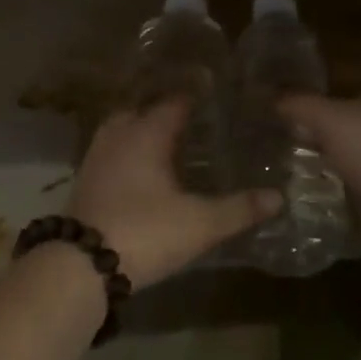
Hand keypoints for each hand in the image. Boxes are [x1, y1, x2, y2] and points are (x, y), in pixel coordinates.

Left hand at [66, 99, 281, 287]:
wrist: (82, 265)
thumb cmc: (145, 232)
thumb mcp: (200, 224)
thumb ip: (239, 209)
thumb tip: (279, 197)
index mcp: (146, 134)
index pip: (173, 104)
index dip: (193, 98)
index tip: (213, 95)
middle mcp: (117, 137)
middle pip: (140, 111)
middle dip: (162, 112)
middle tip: (189, 118)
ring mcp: (95, 158)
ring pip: (120, 131)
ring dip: (140, 131)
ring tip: (165, 142)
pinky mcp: (84, 181)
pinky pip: (109, 153)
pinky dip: (126, 154)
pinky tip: (140, 172)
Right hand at [279, 86, 360, 252]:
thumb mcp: (329, 117)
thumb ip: (297, 102)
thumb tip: (269, 96)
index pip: (334, 74)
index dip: (303, 79)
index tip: (269, 89)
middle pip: (333, 113)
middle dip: (302, 120)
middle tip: (261, 124)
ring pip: (334, 147)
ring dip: (308, 153)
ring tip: (267, 155)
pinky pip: (339, 177)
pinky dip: (318, 180)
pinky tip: (289, 183)